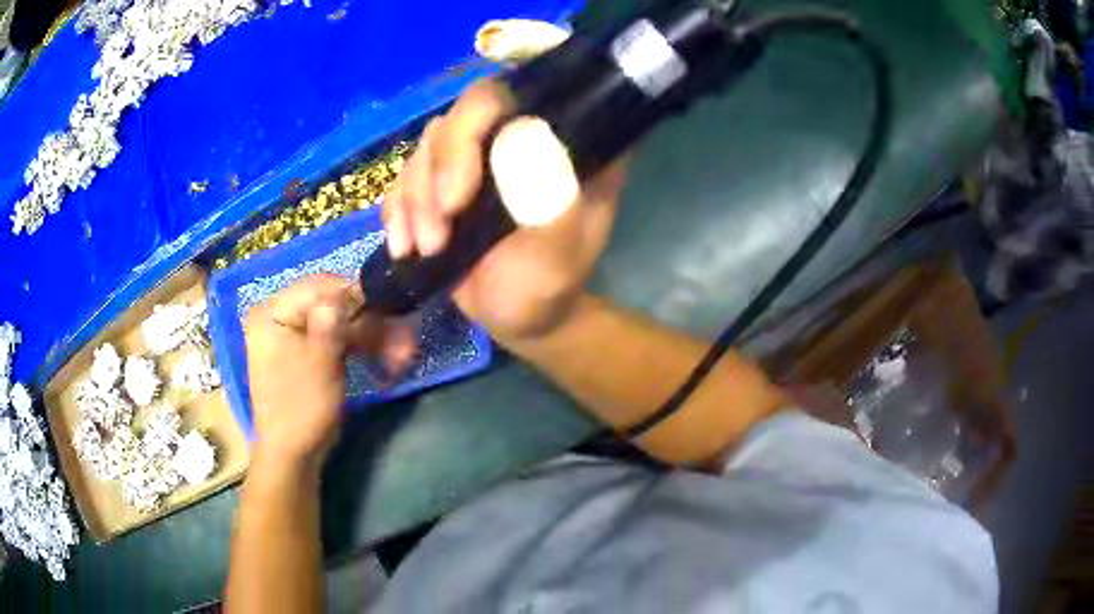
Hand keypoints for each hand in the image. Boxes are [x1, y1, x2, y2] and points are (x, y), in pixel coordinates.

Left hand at [243, 275, 414, 467]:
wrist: (292, 455)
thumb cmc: (301, 409)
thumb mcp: (320, 364)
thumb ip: (333, 322)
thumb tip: (349, 288)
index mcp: (272, 312)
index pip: (319, 286)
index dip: (356, 294)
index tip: (391, 307)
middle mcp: (279, 315)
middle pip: (331, 303)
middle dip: (370, 321)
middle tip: (405, 340)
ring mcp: (293, 333)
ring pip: (339, 321)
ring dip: (371, 336)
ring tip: (403, 354)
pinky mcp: (306, 350)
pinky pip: (336, 337)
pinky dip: (360, 346)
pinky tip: (385, 357)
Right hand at [382, 79, 628, 340]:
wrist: (517, 317)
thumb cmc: (546, 290)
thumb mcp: (557, 258)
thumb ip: (551, 203)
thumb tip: (525, 136)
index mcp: (563, 141)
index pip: (512, 98)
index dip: (470, 130)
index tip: (455, 198)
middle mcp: (519, 134)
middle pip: (460, 116)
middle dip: (435, 176)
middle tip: (435, 237)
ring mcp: (479, 155)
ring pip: (427, 146)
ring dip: (414, 201)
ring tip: (427, 249)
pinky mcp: (445, 178)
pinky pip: (405, 174)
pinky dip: (397, 209)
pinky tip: (404, 246)